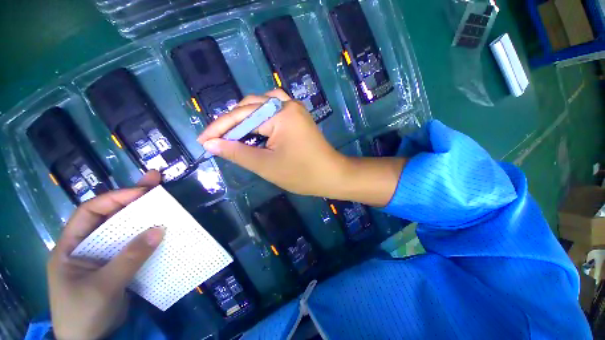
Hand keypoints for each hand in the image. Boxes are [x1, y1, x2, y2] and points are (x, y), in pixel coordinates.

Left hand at [47, 171, 164, 339]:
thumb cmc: (83, 314)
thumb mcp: (103, 287)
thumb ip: (130, 258)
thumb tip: (160, 229)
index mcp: (71, 246)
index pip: (90, 212)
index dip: (115, 198)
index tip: (142, 193)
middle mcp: (88, 245)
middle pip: (110, 215)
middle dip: (133, 197)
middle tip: (156, 180)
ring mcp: (104, 255)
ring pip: (125, 229)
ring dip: (144, 215)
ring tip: (163, 198)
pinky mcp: (118, 264)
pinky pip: (135, 244)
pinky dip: (149, 235)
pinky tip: (162, 227)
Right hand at [198, 89, 405, 205]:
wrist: (332, 175)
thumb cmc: (302, 174)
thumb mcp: (266, 165)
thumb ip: (237, 152)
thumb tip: (211, 144)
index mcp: (280, 114)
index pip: (241, 116)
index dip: (219, 128)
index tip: (203, 140)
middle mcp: (288, 104)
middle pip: (251, 106)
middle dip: (233, 122)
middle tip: (219, 140)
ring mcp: (295, 109)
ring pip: (262, 104)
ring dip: (246, 116)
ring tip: (235, 133)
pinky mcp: (298, 117)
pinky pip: (274, 109)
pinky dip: (261, 117)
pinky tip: (256, 128)